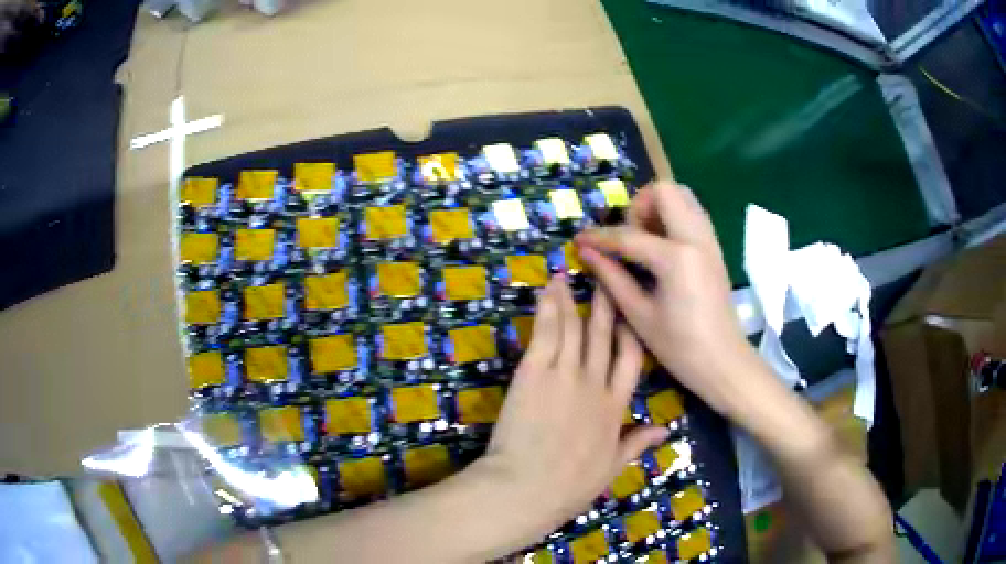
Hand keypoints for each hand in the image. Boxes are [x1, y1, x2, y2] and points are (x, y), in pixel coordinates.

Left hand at [473, 275, 668, 534]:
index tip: (631, 312)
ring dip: (574, 299)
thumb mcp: (612, 467)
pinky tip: (550, 287)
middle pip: (605, 336)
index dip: (631, 332)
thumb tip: (665, 430)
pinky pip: (546, 331)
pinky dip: (549, 307)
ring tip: (573, 274)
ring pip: (575, 327)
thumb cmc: (569, 484)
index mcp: (614, 406)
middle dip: (607, 305)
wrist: (528, 486)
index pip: (631, 359)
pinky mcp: (535, 371)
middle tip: (607, 277)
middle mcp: (595, 383)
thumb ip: (637, 443)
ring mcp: (565, 373)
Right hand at [574, 182, 759, 415]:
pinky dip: (673, 218)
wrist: (724, 362)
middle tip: (627, 237)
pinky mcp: (715, 248)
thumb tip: (587, 253)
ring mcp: (709, 240)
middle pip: (665, 190)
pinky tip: (662, 248)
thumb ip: (612, 278)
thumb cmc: (680, 347)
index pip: (629, 235)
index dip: (599, 237)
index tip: (578, 240)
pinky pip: (693, 214)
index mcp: (676, 258)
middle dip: (638, 206)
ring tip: (644, 240)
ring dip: (658, 208)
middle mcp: (696, 238)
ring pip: (683, 196)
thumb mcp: (639, 315)